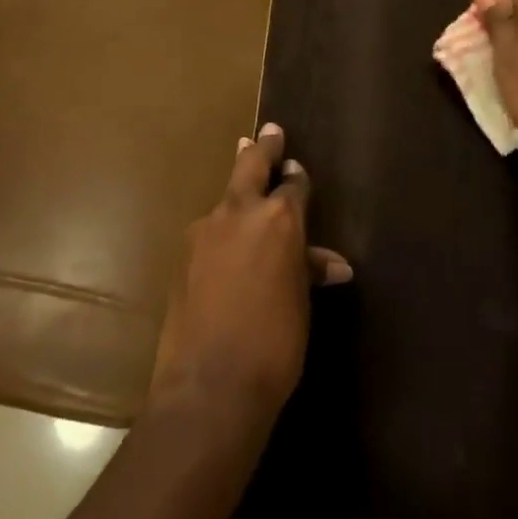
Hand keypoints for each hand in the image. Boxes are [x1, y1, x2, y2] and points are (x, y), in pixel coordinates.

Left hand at [148, 123, 352, 429]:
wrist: (209, 386)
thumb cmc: (274, 345)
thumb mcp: (301, 306)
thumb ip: (309, 272)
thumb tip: (334, 264)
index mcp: (279, 219)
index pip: (293, 184)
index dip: (296, 176)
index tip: (296, 167)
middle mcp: (241, 212)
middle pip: (252, 165)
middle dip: (263, 148)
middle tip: (269, 132)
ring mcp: (206, 230)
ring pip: (226, 198)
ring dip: (237, 188)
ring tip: (243, 178)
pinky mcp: (183, 254)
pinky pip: (208, 231)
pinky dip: (220, 229)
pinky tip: (223, 244)